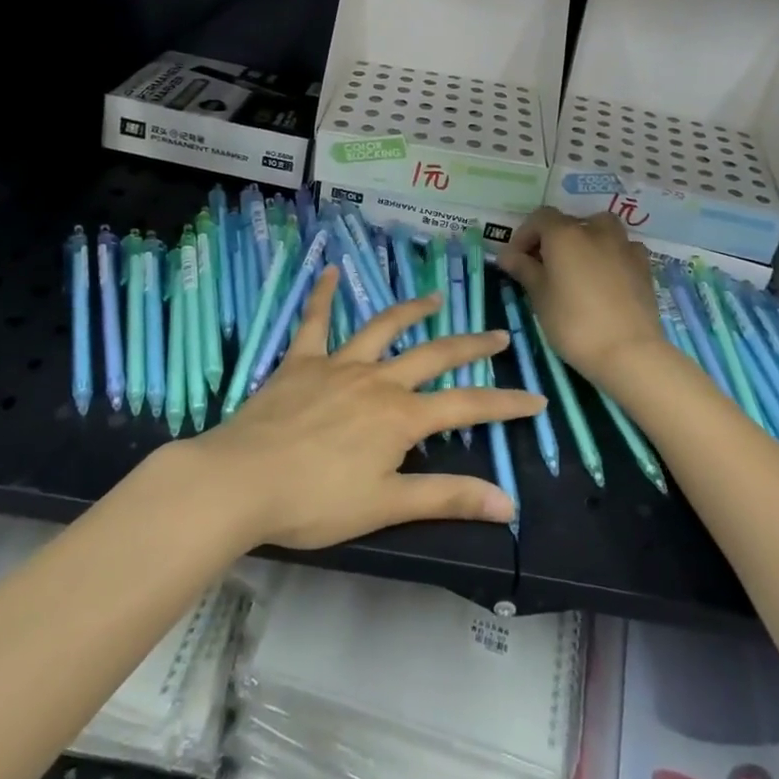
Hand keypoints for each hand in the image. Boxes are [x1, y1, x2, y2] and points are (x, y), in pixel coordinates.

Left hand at [187, 268, 545, 550]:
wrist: (241, 481)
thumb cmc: (314, 501)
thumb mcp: (385, 506)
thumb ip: (447, 498)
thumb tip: (508, 503)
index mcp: (400, 417)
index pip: (467, 406)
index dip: (505, 404)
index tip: (536, 398)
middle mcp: (377, 380)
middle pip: (433, 355)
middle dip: (470, 344)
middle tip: (498, 334)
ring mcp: (338, 364)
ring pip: (383, 329)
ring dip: (411, 311)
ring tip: (434, 299)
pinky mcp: (301, 361)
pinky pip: (314, 321)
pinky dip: (322, 295)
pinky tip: (329, 271)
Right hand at [496, 208, 666, 385]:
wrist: (629, 351)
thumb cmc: (574, 323)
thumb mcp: (540, 297)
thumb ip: (524, 269)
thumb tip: (507, 255)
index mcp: (565, 234)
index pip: (540, 218)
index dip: (524, 235)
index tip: (516, 260)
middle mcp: (596, 231)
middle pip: (570, 223)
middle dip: (553, 239)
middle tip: (543, 266)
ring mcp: (624, 246)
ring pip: (601, 229)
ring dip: (585, 240)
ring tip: (577, 267)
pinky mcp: (643, 265)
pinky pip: (622, 248)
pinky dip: (610, 254)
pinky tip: (606, 277)